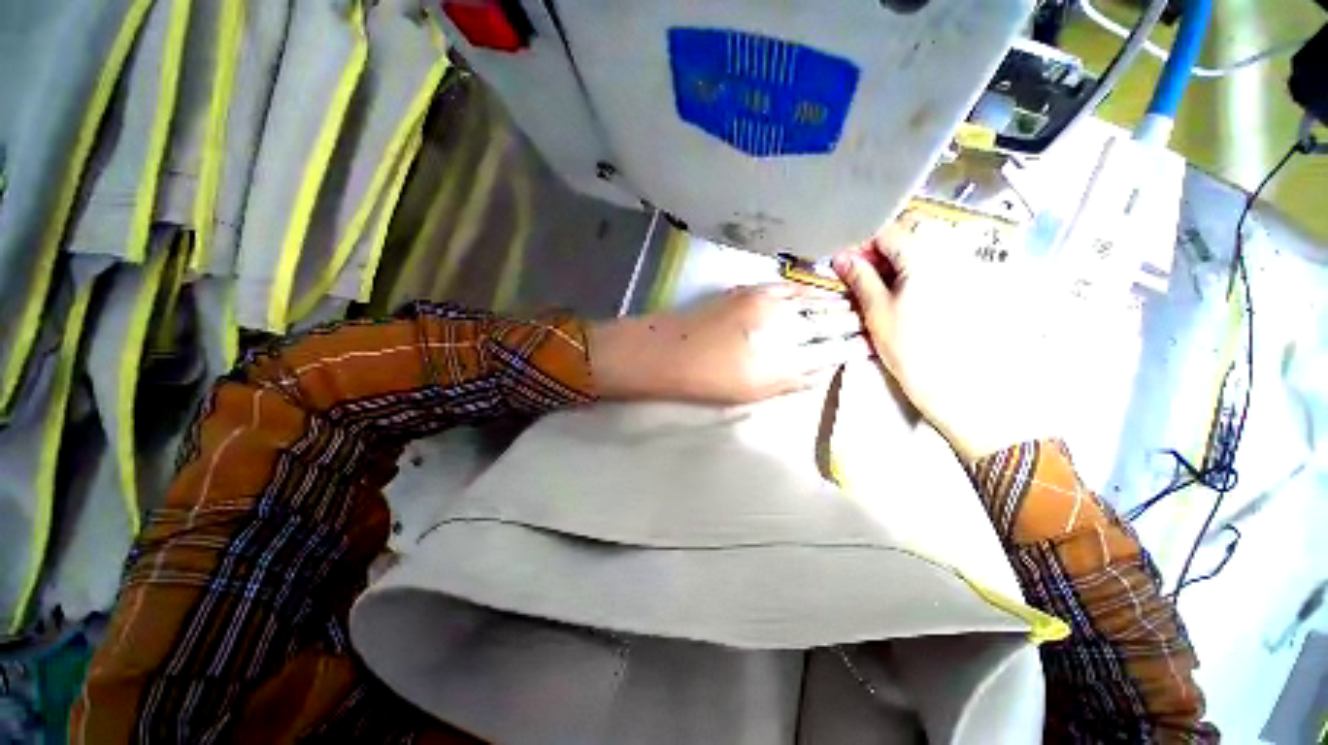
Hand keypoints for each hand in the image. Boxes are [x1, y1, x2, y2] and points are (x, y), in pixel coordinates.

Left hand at [589, 284, 869, 404]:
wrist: (670, 351)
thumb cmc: (710, 380)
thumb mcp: (755, 393)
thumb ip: (793, 381)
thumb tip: (824, 370)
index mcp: (786, 360)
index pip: (832, 350)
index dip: (853, 346)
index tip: (871, 343)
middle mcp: (783, 327)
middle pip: (829, 322)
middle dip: (853, 320)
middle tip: (870, 319)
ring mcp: (768, 304)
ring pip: (814, 300)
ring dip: (837, 302)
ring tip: (855, 302)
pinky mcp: (753, 290)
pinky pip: (792, 286)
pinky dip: (811, 288)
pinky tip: (822, 288)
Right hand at [832, 218, 1057, 462]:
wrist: (958, 385)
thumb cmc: (913, 349)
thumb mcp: (877, 311)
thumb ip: (860, 279)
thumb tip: (842, 258)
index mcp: (925, 257)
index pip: (888, 231)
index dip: (862, 245)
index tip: (846, 264)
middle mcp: (950, 255)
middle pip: (908, 238)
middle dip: (879, 254)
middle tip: (859, 279)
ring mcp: (962, 271)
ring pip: (921, 254)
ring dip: (894, 267)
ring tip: (878, 292)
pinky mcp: (968, 288)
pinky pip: (934, 269)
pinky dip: (912, 277)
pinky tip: (902, 300)